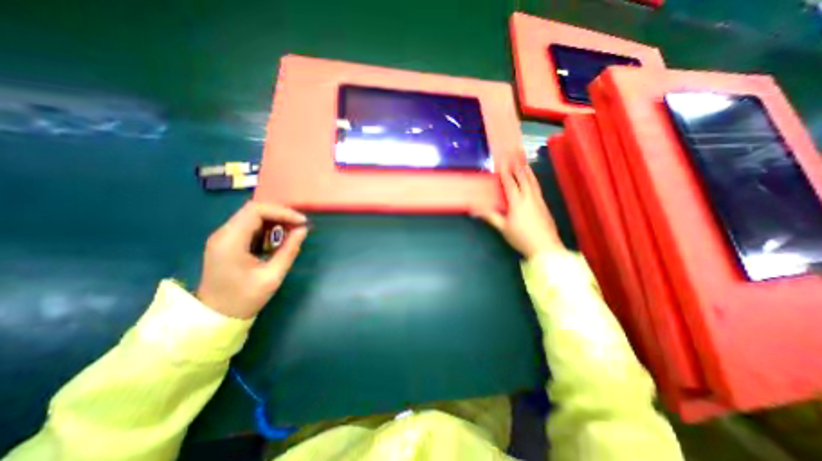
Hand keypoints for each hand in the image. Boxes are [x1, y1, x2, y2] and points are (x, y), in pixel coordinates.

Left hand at [196, 203, 310, 318]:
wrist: (215, 317)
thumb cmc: (244, 299)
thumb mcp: (272, 276)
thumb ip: (289, 250)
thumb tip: (303, 230)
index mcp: (231, 240)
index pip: (256, 211)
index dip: (282, 212)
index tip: (302, 222)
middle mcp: (224, 233)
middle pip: (254, 210)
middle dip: (281, 215)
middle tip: (299, 226)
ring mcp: (224, 237)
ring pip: (253, 216)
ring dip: (275, 221)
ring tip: (292, 232)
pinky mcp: (228, 242)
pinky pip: (250, 227)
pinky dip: (268, 229)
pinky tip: (278, 239)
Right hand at [476, 159, 564, 258]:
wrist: (545, 247)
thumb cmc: (521, 237)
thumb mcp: (503, 228)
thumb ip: (490, 216)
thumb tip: (474, 210)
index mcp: (517, 202)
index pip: (510, 183)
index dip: (505, 172)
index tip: (502, 161)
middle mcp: (529, 198)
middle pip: (524, 179)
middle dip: (518, 167)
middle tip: (515, 156)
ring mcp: (539, 201)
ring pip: (533, 182)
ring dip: (528, 171)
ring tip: (525, 163)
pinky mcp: (544, 206)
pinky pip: (537, 188)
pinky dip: (534, 181)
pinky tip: (533, 181)